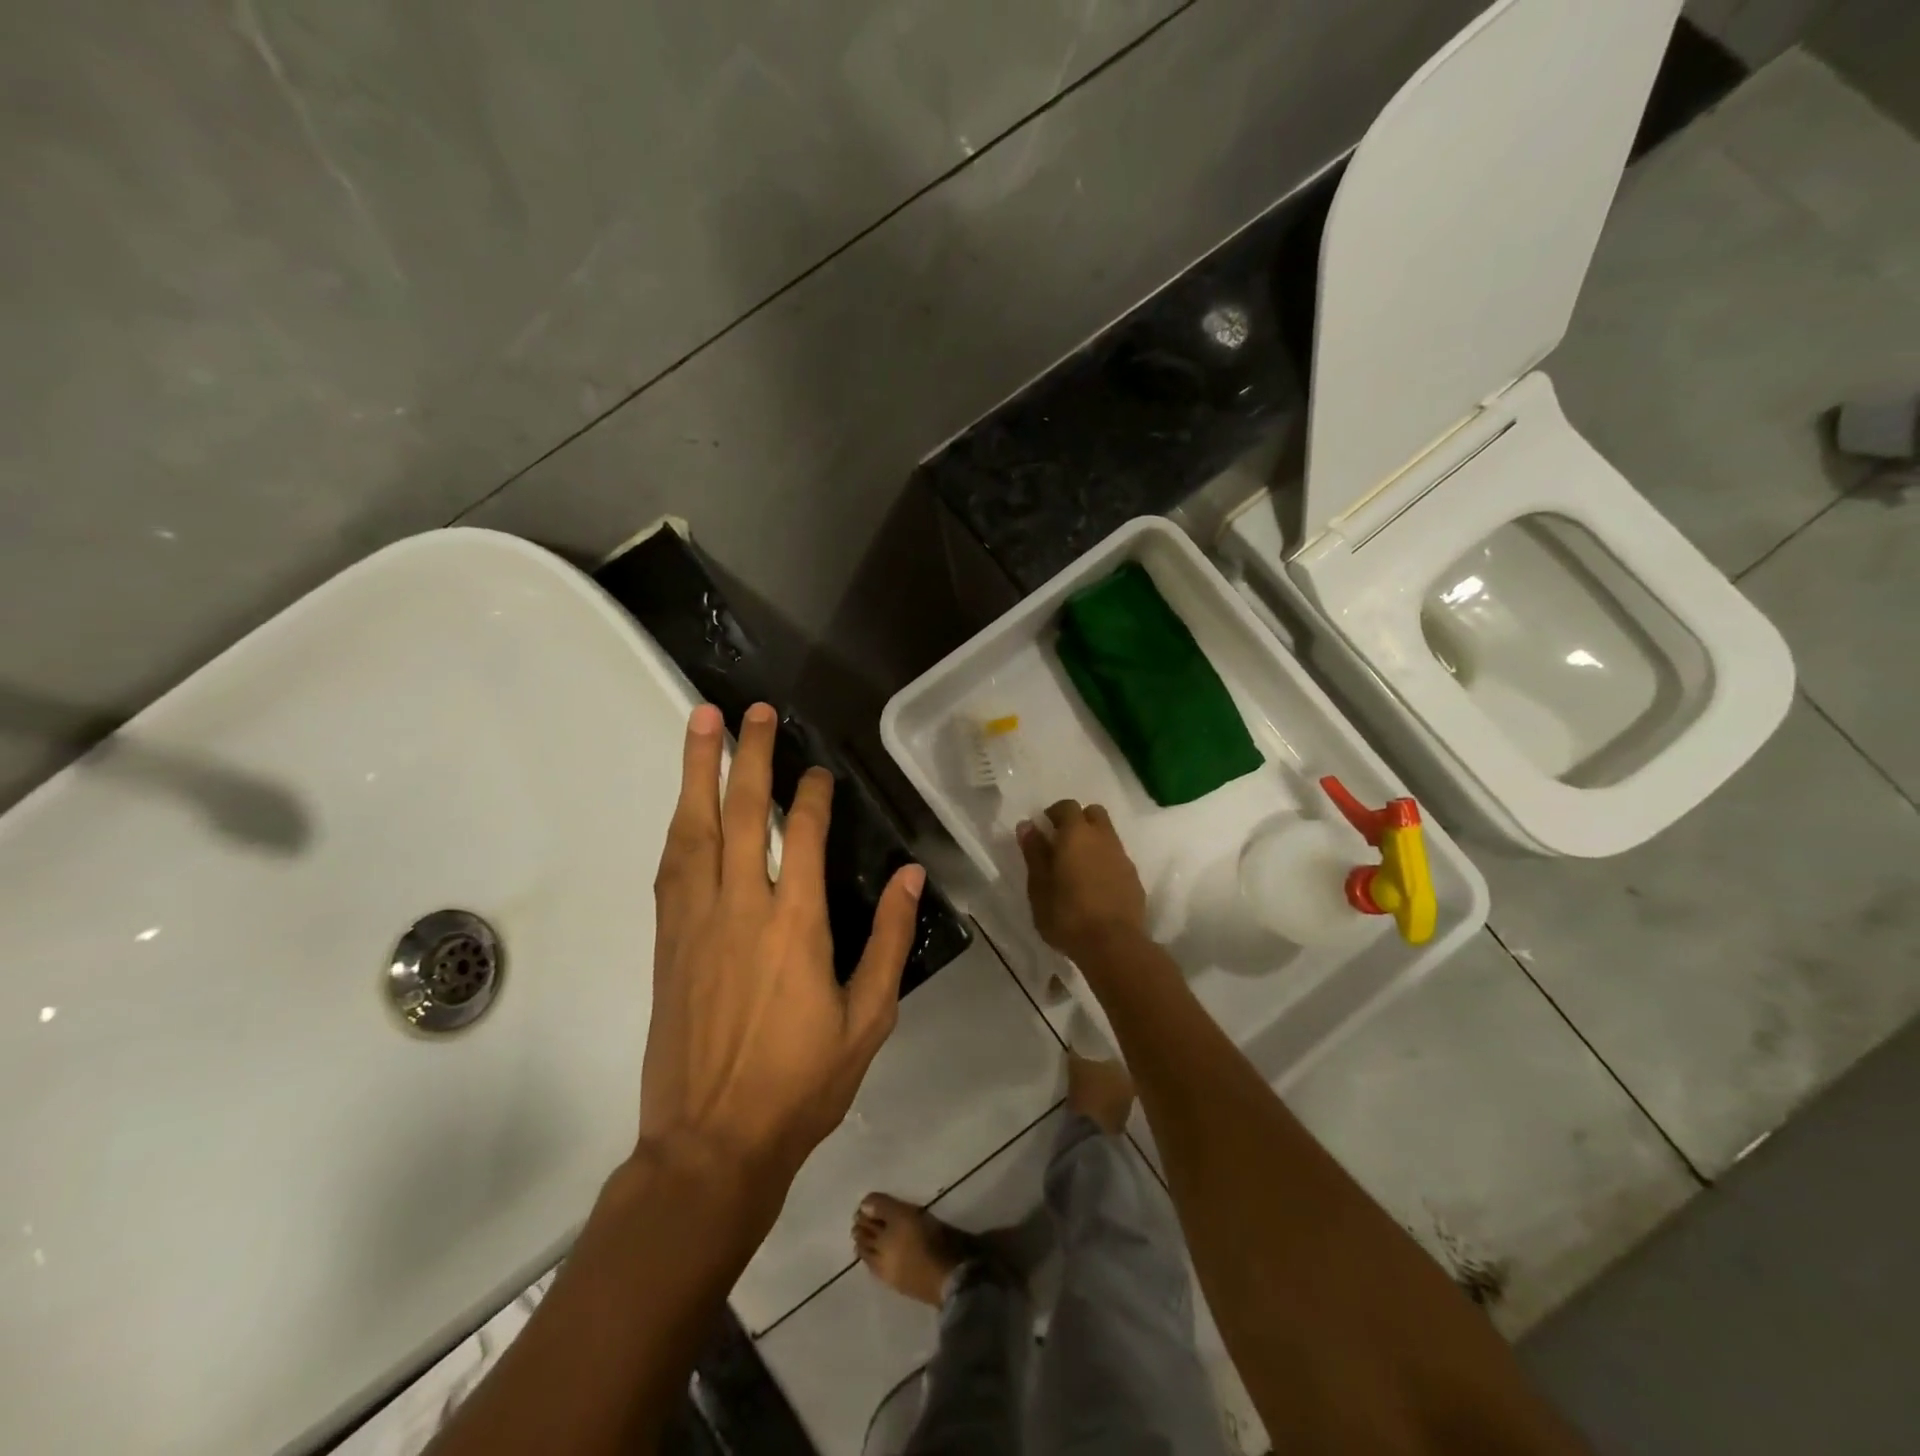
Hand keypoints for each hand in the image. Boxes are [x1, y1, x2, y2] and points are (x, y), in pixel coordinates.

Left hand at [641, 702, 924, 1183]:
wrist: (710, 1144)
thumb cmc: (800, 1085)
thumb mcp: (868, 1018)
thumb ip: (888, 940)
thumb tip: (909, 876)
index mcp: (794, 926)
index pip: (802, 836)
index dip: (810, 794)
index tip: (817, 770)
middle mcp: (740, 909)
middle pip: (740, 813)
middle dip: (748, 756)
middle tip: (750, 711)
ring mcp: (695, 922)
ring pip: (693, 830)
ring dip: (697, 772)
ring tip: (700, 725)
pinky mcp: (666, 942)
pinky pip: (670, 867)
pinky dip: (678, 824)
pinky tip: (683, 804)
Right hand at [1017, 799, 1147, 960]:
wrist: (1114, 945)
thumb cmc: (1067, 915)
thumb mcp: (1039, 886)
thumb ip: (1034, 852)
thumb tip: (1028, 826)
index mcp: (1077, 834)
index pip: (1067, 806)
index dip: (1054, 813)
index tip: (1043, 830)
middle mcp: (1103, 837)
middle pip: (1093, 814)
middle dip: (1078, 821)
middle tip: (1061, 844)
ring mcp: (1122, 857)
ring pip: (1107, 835)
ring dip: (1092, 842)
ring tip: (1076, 868)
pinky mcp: (1134, 878)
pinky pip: (1117, 858)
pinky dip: (1104, 862)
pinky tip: (1094, 886)